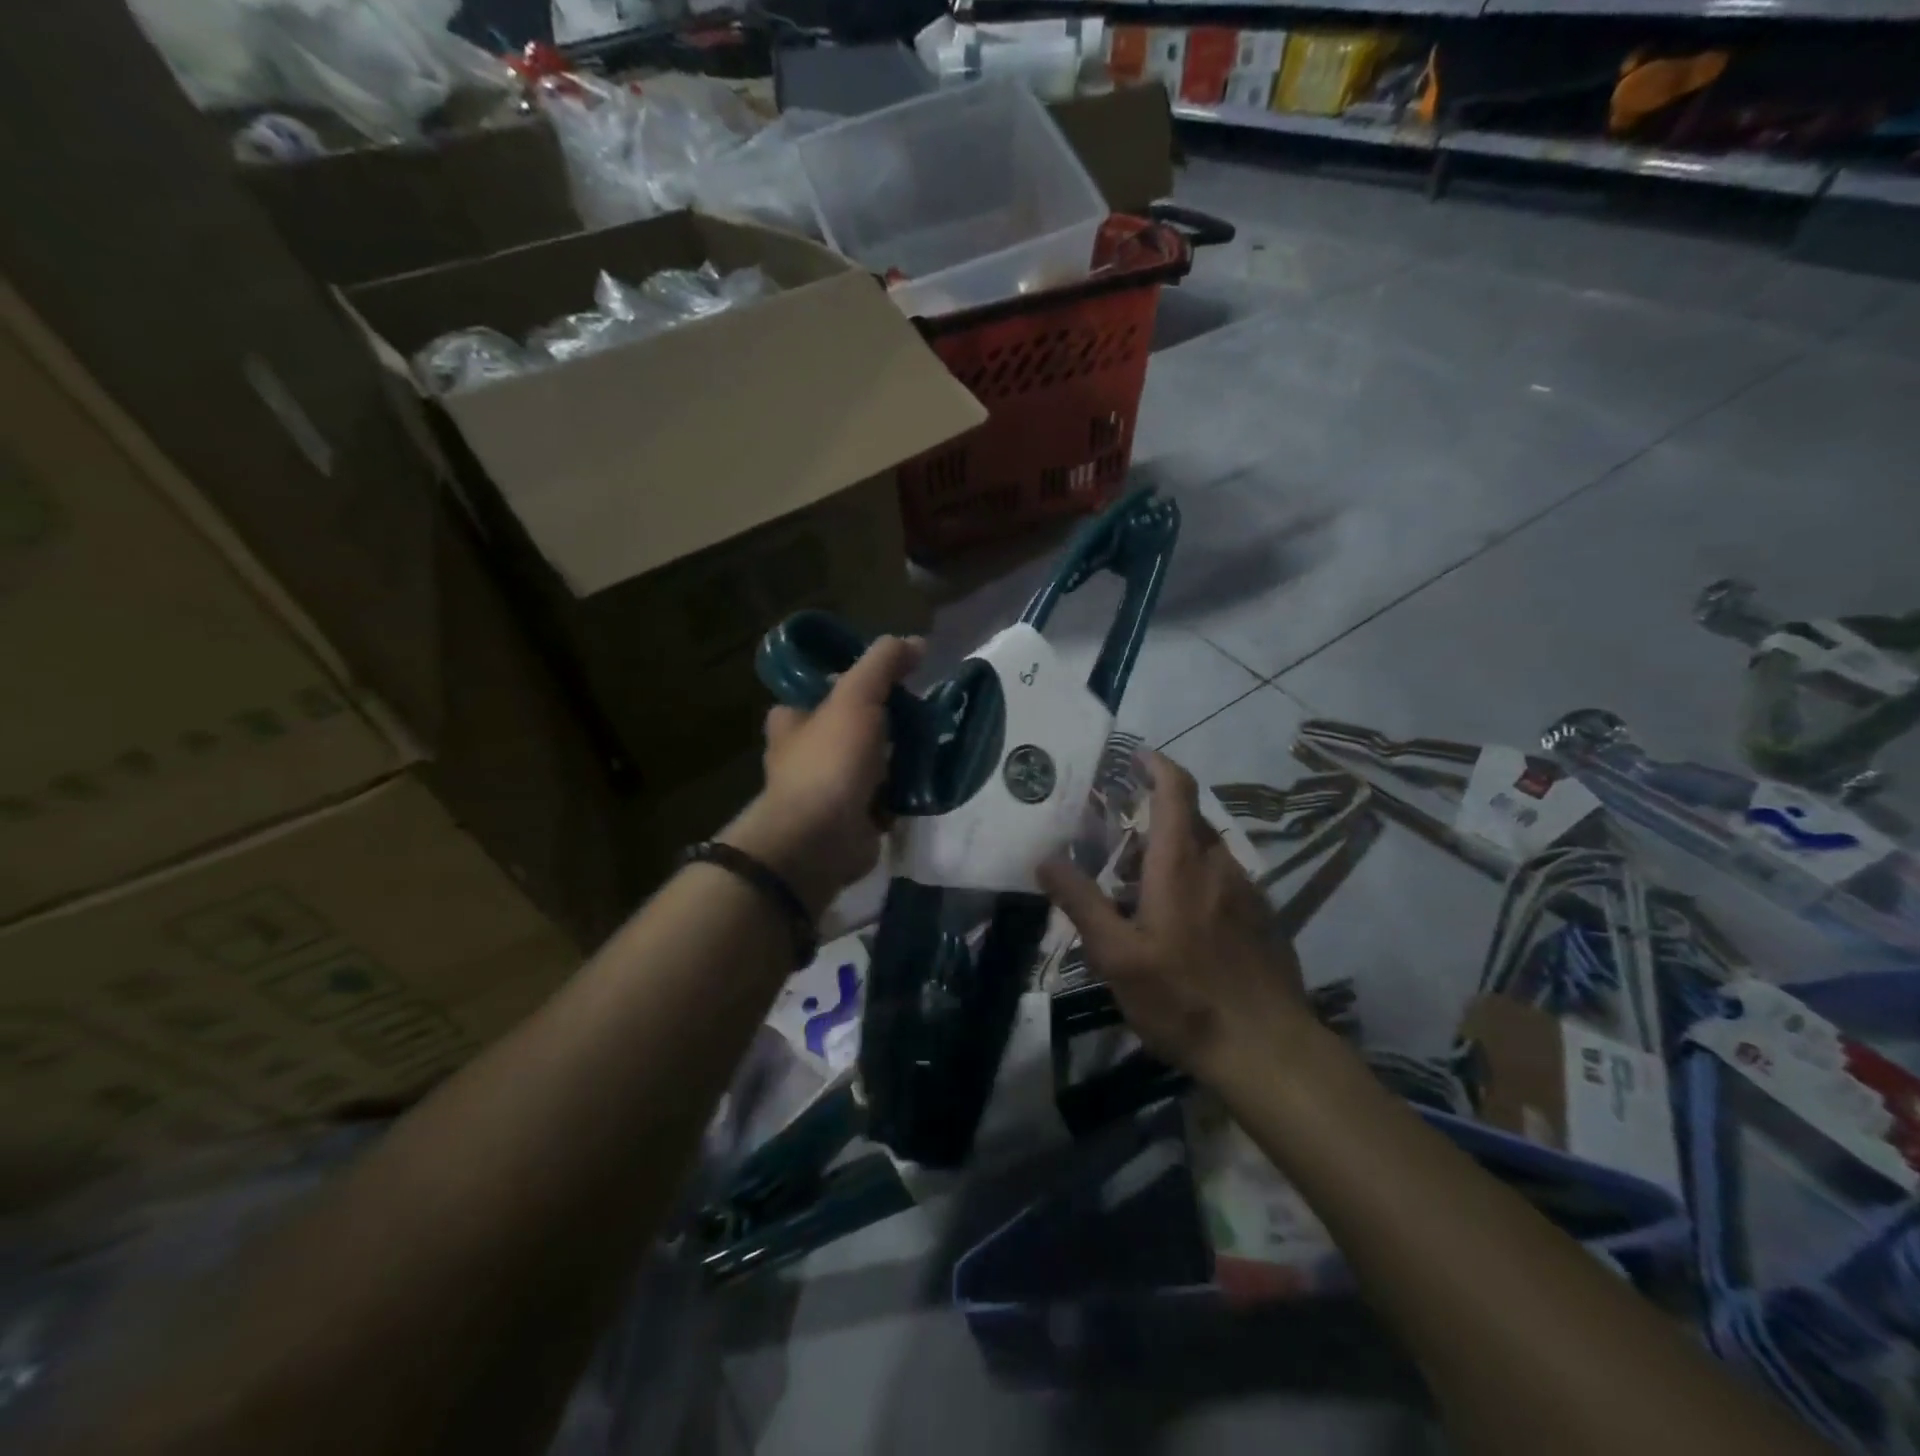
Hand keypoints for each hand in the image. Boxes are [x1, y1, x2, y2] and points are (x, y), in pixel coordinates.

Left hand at [722, 635, 922, 916]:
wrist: (823, 839)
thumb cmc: (831, 760)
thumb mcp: (856, 696)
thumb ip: (882, 664)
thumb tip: (916, 642)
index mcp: (793, 720)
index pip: (821, 689)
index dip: (853, 680)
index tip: (892, 677)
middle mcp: (805, 753)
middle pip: (852, 725)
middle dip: (885, 720)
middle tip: (921, 710)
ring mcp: (829, 788)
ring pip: (871, 760)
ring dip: (899, 756)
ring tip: (934, 740)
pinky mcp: (853, 817)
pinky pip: (885, 794)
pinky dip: (904, 789)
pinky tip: (929, 777)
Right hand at [1038, 752, 1314, 1086]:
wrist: (1269, 1051)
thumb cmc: (1184, 998)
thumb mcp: (1117, 955)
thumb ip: (1081, 902)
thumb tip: (1045, 858)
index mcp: (1181, 864)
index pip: (1176, 790)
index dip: (1157, 765)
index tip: (1135, 756)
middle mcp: (1219, 865)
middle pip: (1189, 819)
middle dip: (1155, 815)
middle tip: (1118, 837)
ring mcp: (1248, 891)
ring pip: (1207, 852)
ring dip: (1175, 852)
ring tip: (1141, 887)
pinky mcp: (1263, 918)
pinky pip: (1224, 880)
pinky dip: (1197, 879)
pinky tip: (1181, 922)